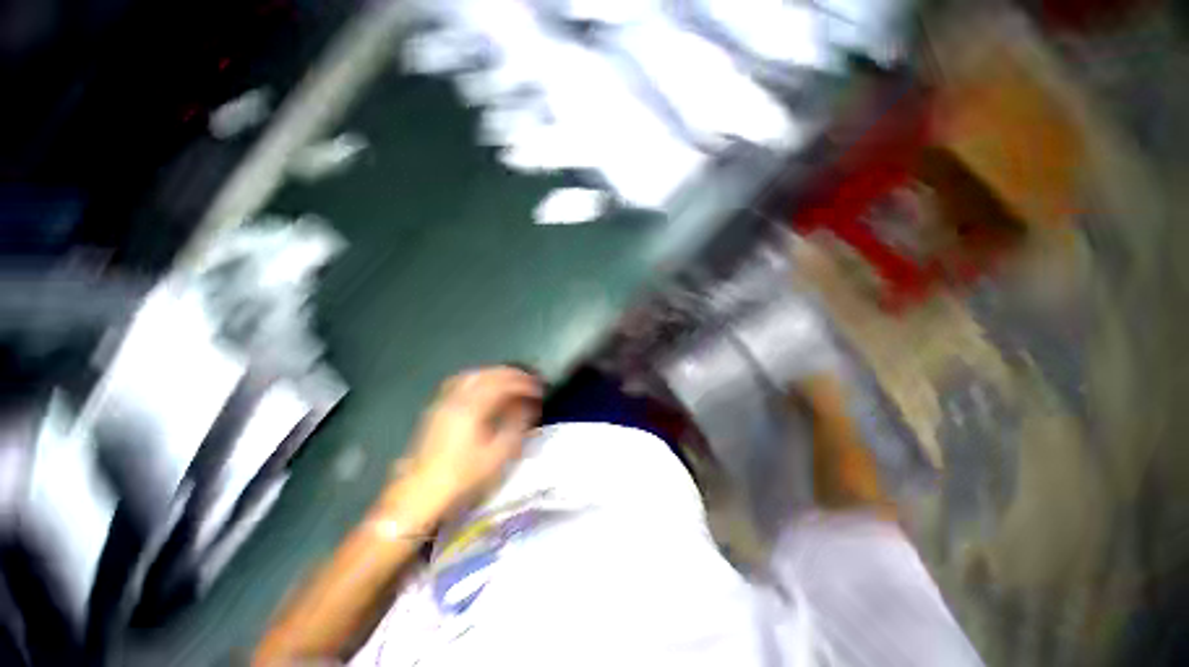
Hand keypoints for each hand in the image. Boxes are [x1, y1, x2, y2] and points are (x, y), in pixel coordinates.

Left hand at [395, 367, 542, 519]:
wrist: (420, 494)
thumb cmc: (463, 476)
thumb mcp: (497, 455)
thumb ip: (516, 425)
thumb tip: (528, 406)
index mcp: (472, 408)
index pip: (503, 384)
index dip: (523, 383)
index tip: (539, 388)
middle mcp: (456, 399)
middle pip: (487, 374)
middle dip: (510, 374)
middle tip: (527, 379)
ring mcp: (443, 402)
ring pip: (472, 375)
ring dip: (494, 374)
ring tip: (509, 380)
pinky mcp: (437, 410)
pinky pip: (460, 383)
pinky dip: (478, 379)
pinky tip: (484, 388)